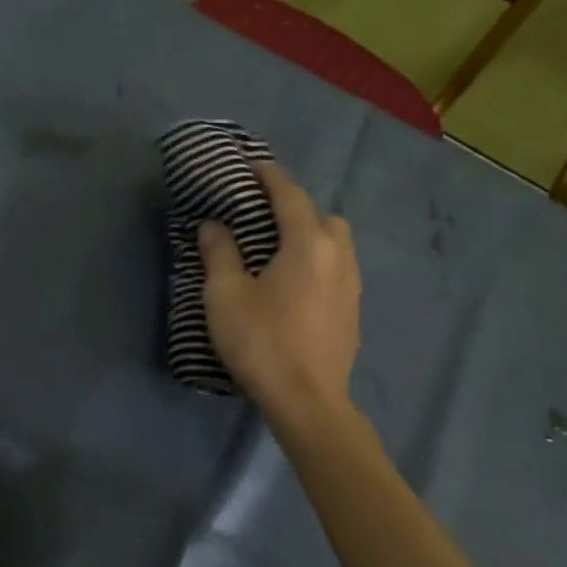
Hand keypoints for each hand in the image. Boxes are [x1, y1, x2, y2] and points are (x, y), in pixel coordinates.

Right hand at [198, 161, 361, 431]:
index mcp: (308, 243)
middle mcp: (338, 255)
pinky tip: (296, 283)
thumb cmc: (262, 342)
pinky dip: (319, 260)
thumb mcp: (226, 295)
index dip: (268, 175)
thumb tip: (214, 225)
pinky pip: (338, 267)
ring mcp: (351, 284)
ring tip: (279, 248)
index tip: (250, 164)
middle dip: (294, 206)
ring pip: (335, 242)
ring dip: (310, 233)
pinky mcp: (353, 310)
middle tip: (262, 215)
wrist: (307, 402)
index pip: (289, 194)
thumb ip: (220, 253)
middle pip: (321, 215)